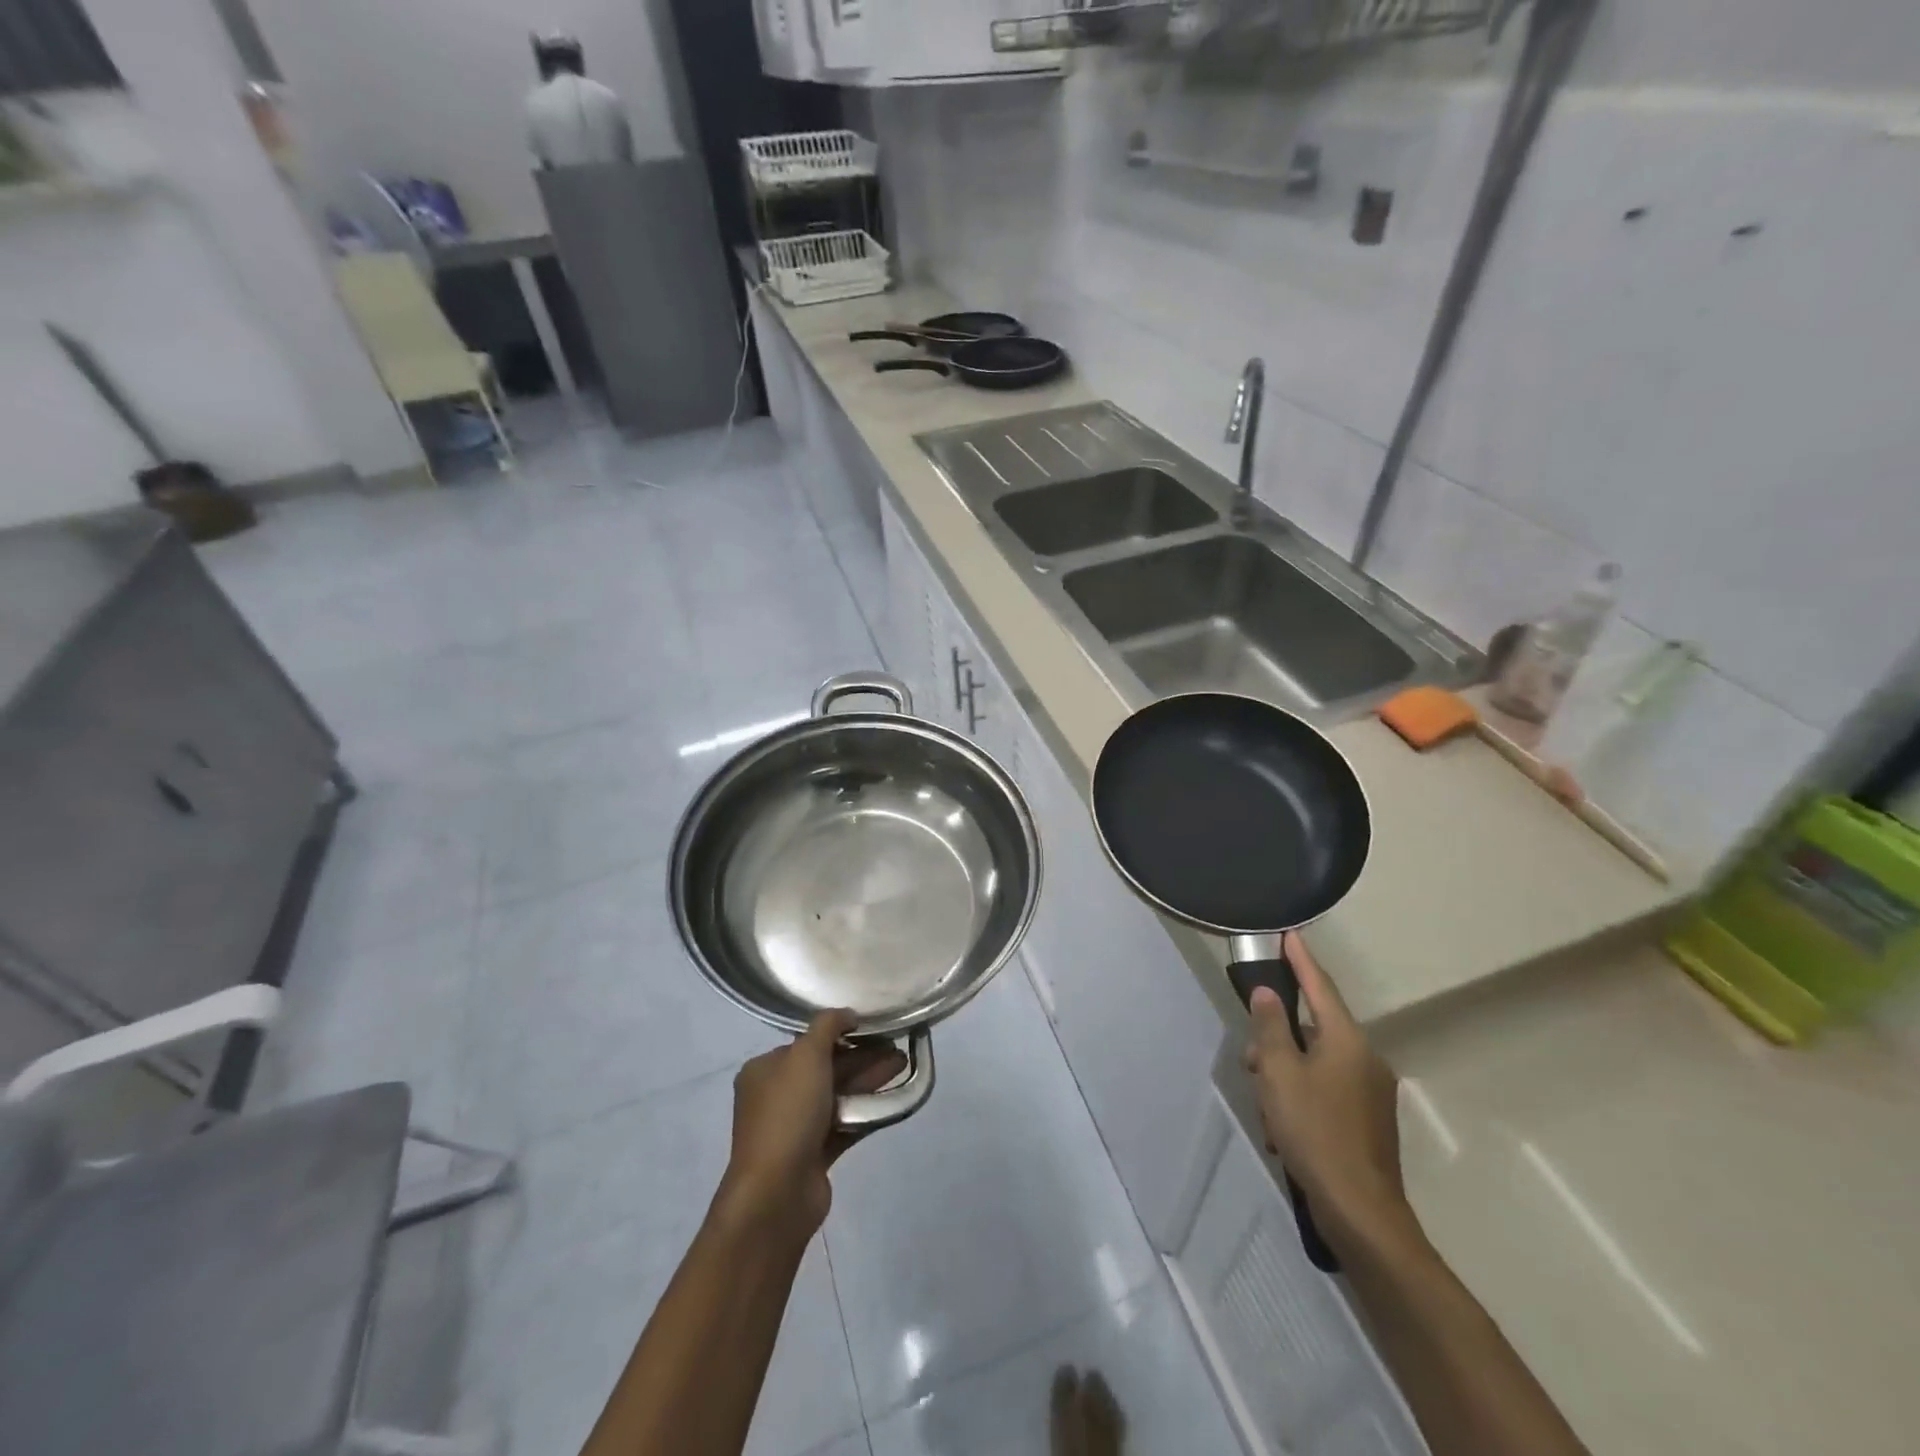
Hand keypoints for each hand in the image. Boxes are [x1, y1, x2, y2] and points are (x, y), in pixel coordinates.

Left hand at [716, 1010, 906, 1238]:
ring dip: (868, 1079)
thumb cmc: (788, 1114)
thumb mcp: (806, 1055)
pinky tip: (892, 1098)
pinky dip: (866, 1110)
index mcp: (764, 1070)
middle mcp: (776, 1096)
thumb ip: (828, 1026)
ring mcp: (795, 1127)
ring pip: (838, 1094)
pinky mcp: (814, 1153)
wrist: (777, 1192)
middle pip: (825, 1067)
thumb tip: (846, 1014)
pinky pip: (844, 1123)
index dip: (840, 1034)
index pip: (806, 1043)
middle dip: (861, 1056)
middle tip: (896, 1046)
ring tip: (902, 1065)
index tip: (871, 1028)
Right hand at [1243, 933, 1413, 1253]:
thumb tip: (1268, 994)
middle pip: (1313, 1030)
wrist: (1361, 1213)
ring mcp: (1371, 1093)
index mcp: (1347, 1041)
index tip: (1289, 934)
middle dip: (1278, 1040)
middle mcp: (1366, 1059)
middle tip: (1252, 1061)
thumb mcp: (1279, 1074)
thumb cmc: (1314, 1131)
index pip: (1320, 987)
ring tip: (1267, 1109)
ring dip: (1286, 1075)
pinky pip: (1326, 1092)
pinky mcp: (1368, 1121)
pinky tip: (1283, 1131)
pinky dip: (1301, 1100)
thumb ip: (1271, 1028)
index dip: (1301, 960)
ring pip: (1316, 1064)